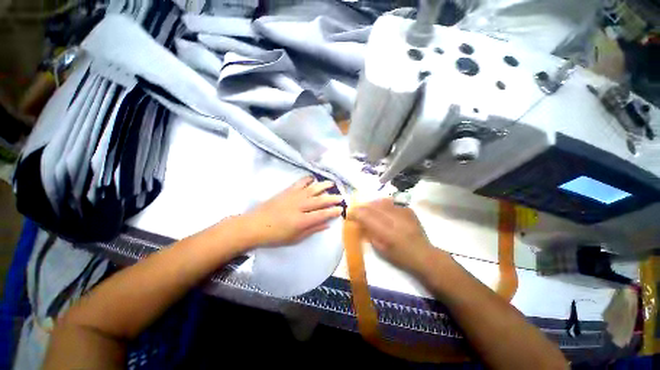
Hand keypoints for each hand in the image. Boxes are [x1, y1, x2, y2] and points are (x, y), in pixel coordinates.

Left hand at [246, 176, 343, 246]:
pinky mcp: (287, 191)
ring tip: (332, 183)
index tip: (341, 209)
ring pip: (312, 189)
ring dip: (323, 186)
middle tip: (342, 197)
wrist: (254, 225)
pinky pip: (300, 183)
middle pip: (320, 200)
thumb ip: (312, 230)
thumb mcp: (295, 238)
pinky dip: (308, 179)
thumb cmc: (275, 236)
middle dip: (333, 198)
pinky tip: (313, 178)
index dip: (333, 212)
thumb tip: (327, 224)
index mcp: (302, 220)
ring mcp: (293, 196)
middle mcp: (300, 206)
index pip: (322, 214)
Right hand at [349, 199, 434, 273]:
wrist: (424, 254)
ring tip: (367, 207)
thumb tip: (360, 223)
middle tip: (356, 209)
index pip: (366, 216)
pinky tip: (381, 209)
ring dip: (372, 204)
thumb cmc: (400, 257)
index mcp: (387, 232)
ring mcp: (403, 212)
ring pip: (382, 202)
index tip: (349, 213)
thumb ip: (370, 234)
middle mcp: (394, 219)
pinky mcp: (408, 210)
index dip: (356, 213)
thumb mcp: (381, 249)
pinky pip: (391, 203)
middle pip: (373, 207)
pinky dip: (383, 204)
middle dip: (362, 207)